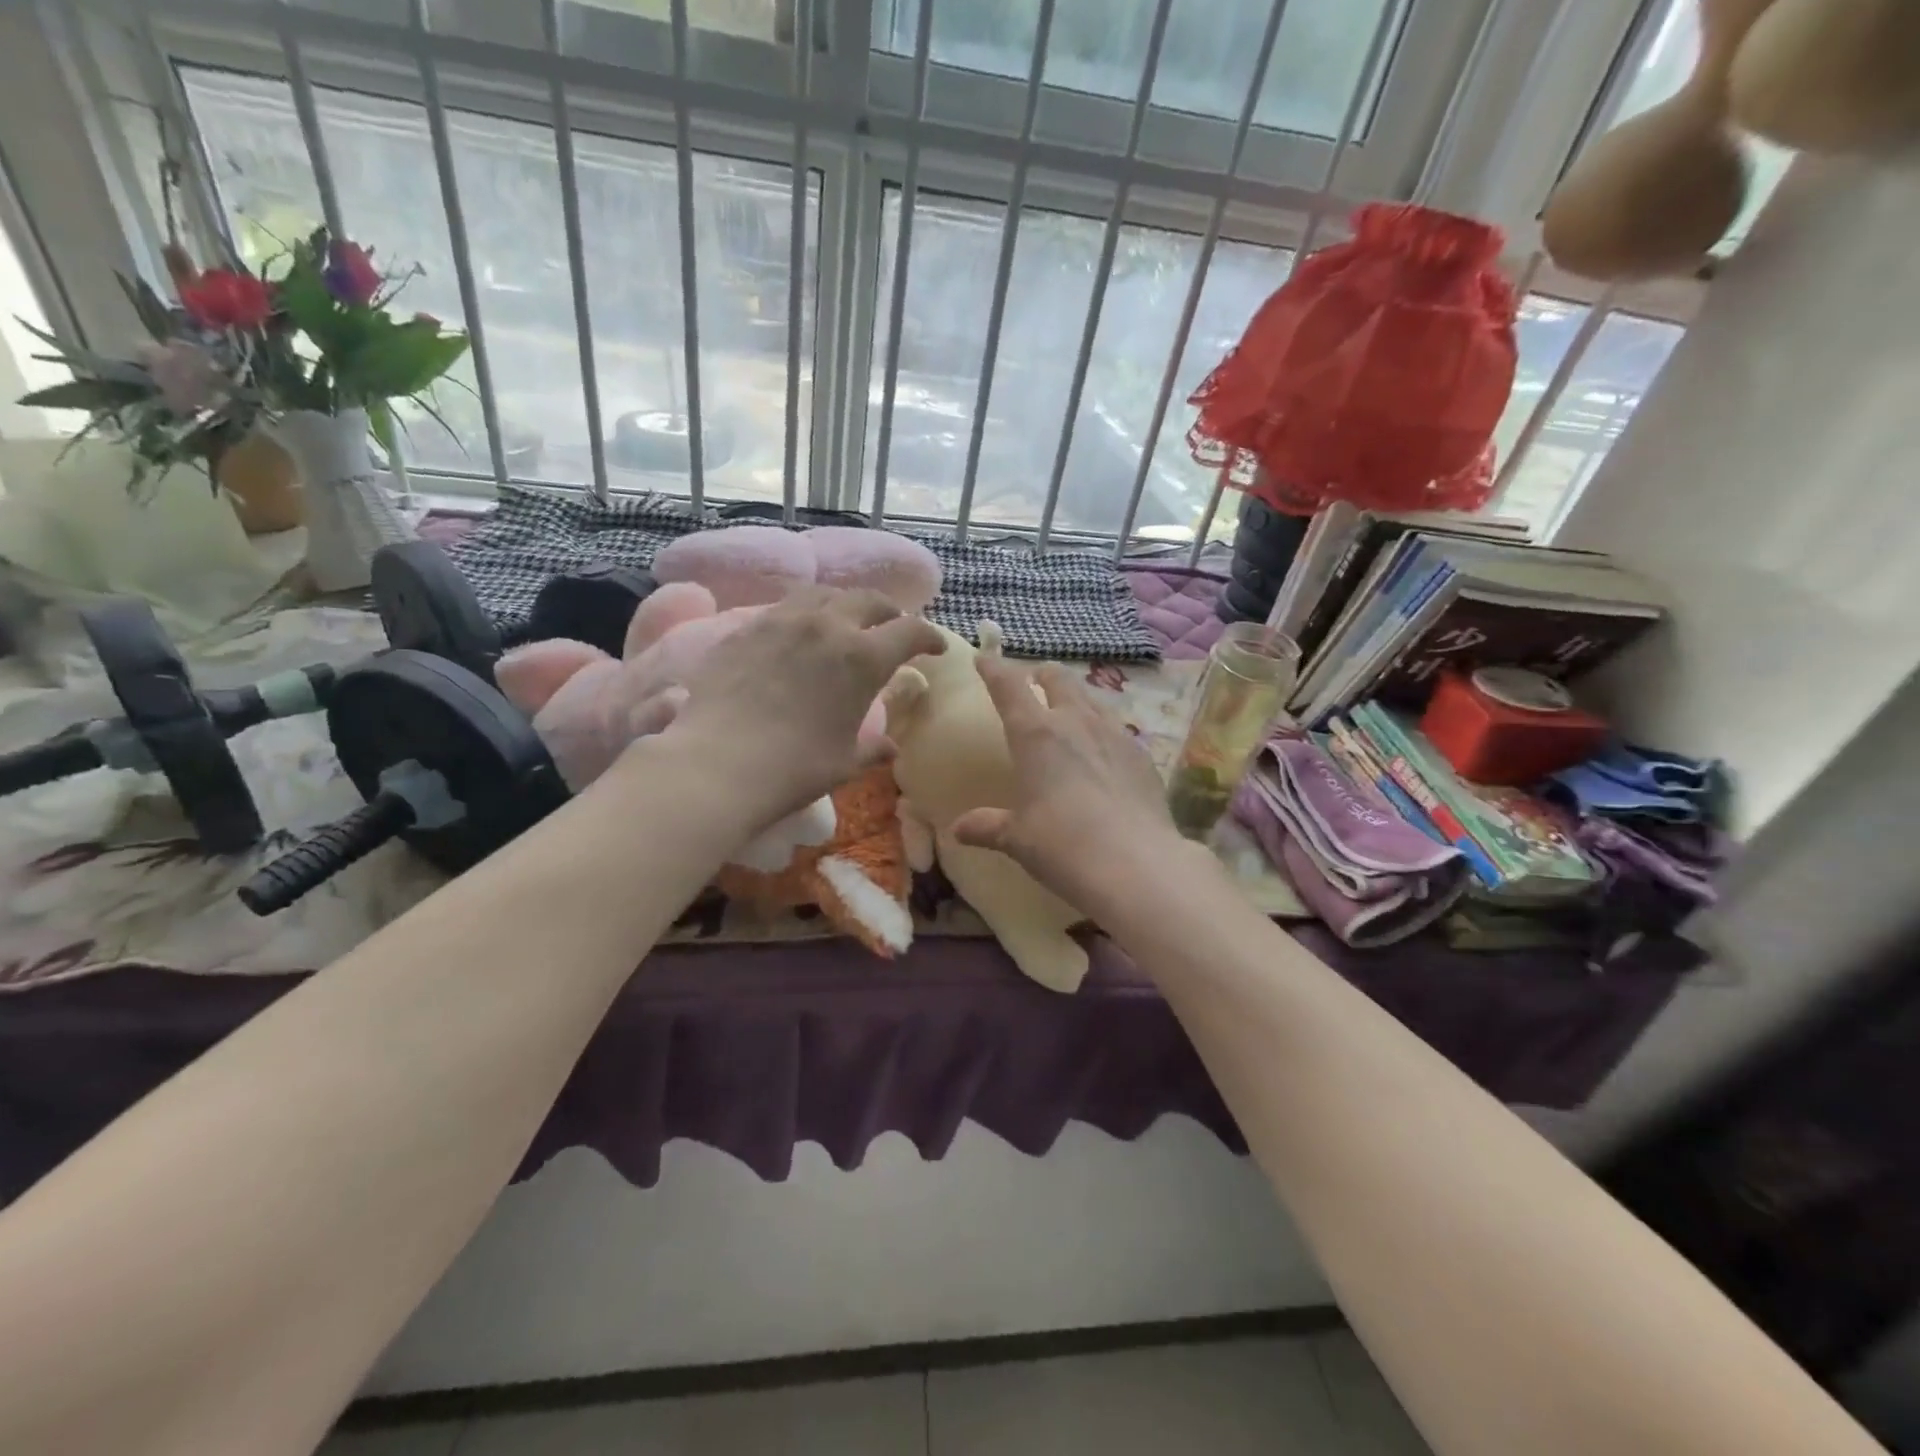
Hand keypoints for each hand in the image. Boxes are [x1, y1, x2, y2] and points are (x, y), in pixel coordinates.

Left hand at [662, 586, 944, 824]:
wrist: (717, 764)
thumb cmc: (794, 768)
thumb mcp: (844, 762)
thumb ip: (872, 749)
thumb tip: (891, 748)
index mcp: (863, 658)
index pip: (910, 631)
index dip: (929, 636)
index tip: (936, 648)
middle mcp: (828, 626)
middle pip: (869, 599)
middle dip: (889, 611)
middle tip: (893, 626)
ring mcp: (782, 621)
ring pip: (824, 593)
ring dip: (845, 603)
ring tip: (845, 620)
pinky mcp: (746, 628)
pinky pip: (784, 607)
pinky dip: (804, 614)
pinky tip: (799, 634)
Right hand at [950, 655, 1185, 912]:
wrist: (1135, 865)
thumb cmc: (1062, 846)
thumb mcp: (1017, 839)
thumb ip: (988, 827)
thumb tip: (958, 830)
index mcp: (1035, 734)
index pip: (1009, 686)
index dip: (994, 668)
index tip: (983, 657)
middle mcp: (1076, 722)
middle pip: (1059, 678)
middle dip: (1043, 674)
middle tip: (1035, 680)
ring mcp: (1115, 734)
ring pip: (1092, 698)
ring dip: (1076, 696)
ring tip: (1071, 710)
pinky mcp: (1142, 754)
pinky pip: (1117, 728)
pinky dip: (1103, 728)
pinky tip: (1104, 751)